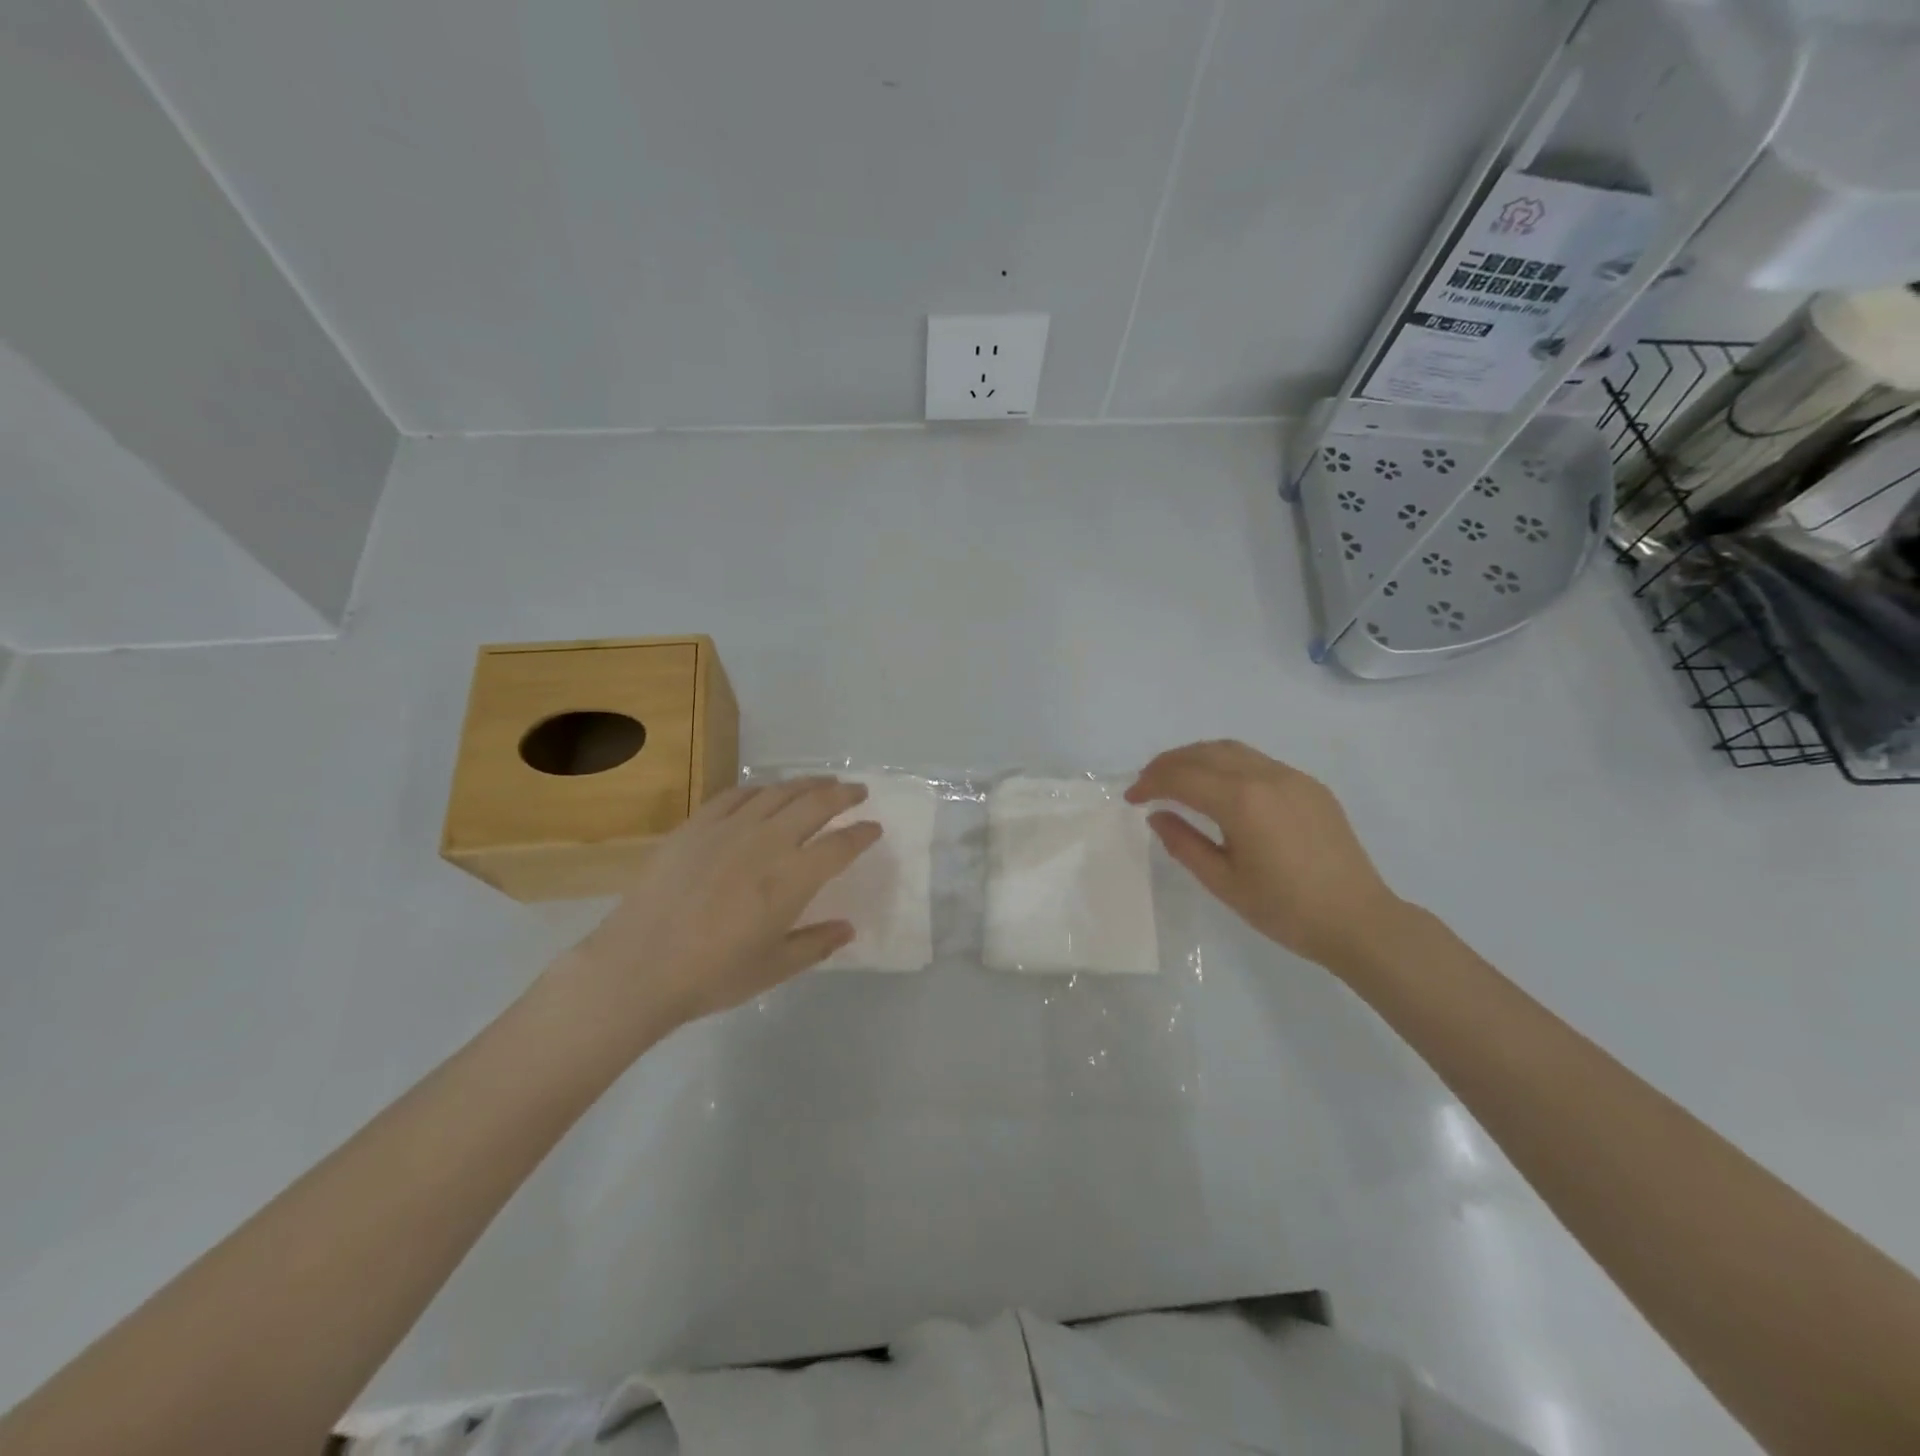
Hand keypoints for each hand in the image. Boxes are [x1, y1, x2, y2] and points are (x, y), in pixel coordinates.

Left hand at [557, 778, 881, 1038]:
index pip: (841, 845)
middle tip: (858, 791)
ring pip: (778, 793)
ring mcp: (729, 829)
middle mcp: (767, 843)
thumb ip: (816, 944)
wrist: (638, 966)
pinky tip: (765, 792)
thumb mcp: (774, 969)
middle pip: (816, 804)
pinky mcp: (696, 826)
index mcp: (792, 879)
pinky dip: (759, 789)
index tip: (875, 828)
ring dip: (807, 784)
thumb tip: (848, 928)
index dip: (863, 833)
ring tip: (821, 783)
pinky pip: (735, 795)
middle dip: (843, 794)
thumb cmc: (712, 975)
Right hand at [1126, 740, 1403, 970]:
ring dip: (1197, 758)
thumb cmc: (1285, 909)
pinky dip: (1227, 764)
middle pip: (1204, 753)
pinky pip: (1258, 761)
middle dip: (1168, 763)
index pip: (1182, 777)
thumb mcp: (1223, 882)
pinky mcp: (1310, 786)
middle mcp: (1266, 777)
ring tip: (1177, 779)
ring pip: (1232, 750)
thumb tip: (1158, 815)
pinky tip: (1220, 788)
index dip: (1150, 783)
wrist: (1358, 921)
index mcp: (1242, 802)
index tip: (1131, 798)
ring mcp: (1292, 777)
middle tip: (1147, 783)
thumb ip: (1184, 844)